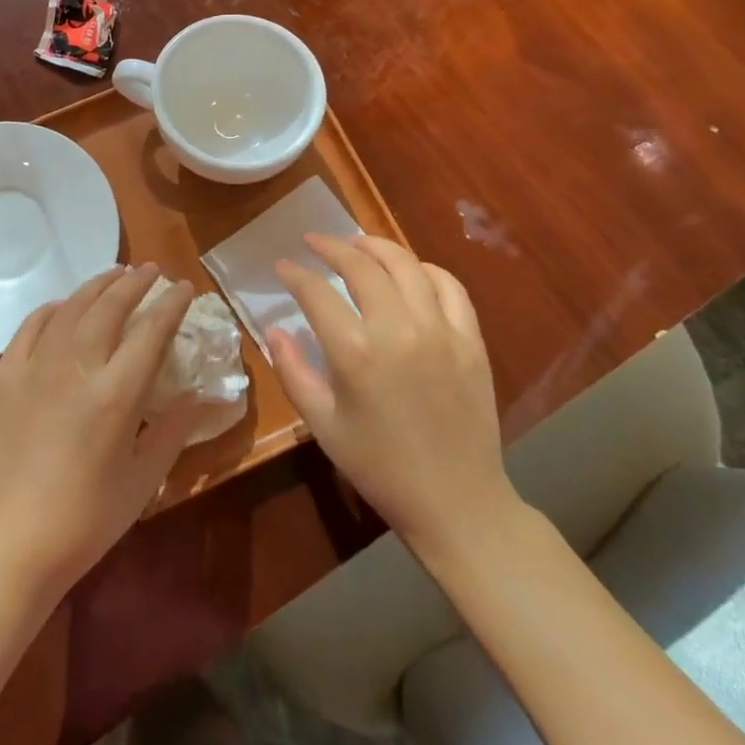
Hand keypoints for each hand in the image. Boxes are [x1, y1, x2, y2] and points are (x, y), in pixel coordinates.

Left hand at [0, 264, 201, 600]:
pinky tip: (62, 307)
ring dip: (97, 286)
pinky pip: (31, 327)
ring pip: (71, 308)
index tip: (184, 287)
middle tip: (152, 269)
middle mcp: (76, 366)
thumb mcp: (142, 482)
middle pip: (110, 306)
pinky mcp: (6, 377)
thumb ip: (172, 431)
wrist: (5, 542)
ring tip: (115, 275)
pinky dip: (51, 309)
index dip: (171, 304)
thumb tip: (198, 395)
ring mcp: (36, 367)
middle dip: (135, 283)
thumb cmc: (83, 521)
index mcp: (116, 393)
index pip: (152, 330)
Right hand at [264, 235, 517, 560]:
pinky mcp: (470, 340)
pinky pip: (450, 287)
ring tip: (357, 243)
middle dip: (331, 246)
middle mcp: (398, 329)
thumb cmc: (379, 466)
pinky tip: (411, 271)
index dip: (295, 274)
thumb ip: (293, 371)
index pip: (316, 292)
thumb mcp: (323, 424)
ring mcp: (440, 331)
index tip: (283, 266)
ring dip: (376, 246)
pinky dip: (426, 270)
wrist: (456, 502)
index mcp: (355, 352)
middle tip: (314, 242)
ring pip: (406, 265)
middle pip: (361, 266)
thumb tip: (274, 330)